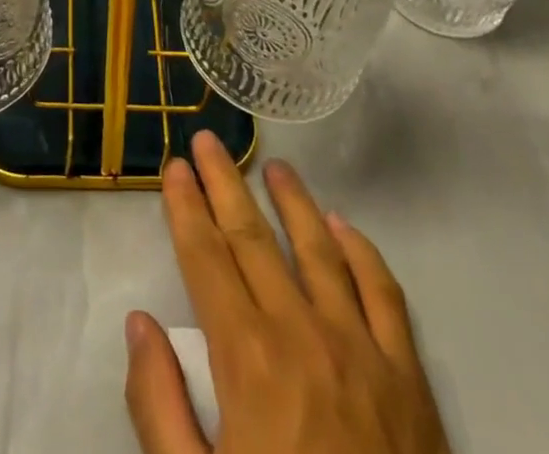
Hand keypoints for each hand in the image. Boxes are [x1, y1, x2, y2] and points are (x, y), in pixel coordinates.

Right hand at [125, 131, 450, 453]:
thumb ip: (159, 408)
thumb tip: (140, 324)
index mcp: (248, 361)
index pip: (207, 260)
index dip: (186, 209)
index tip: (174, 168)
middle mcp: (302, 334)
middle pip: (254, 239)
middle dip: (225, 184)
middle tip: (208, 140)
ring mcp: (361, 350)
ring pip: (318, 249)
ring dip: (291, 201)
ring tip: (272, 165)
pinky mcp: (408, 378)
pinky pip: (383, 293)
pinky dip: (360, 250)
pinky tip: (342, 225)